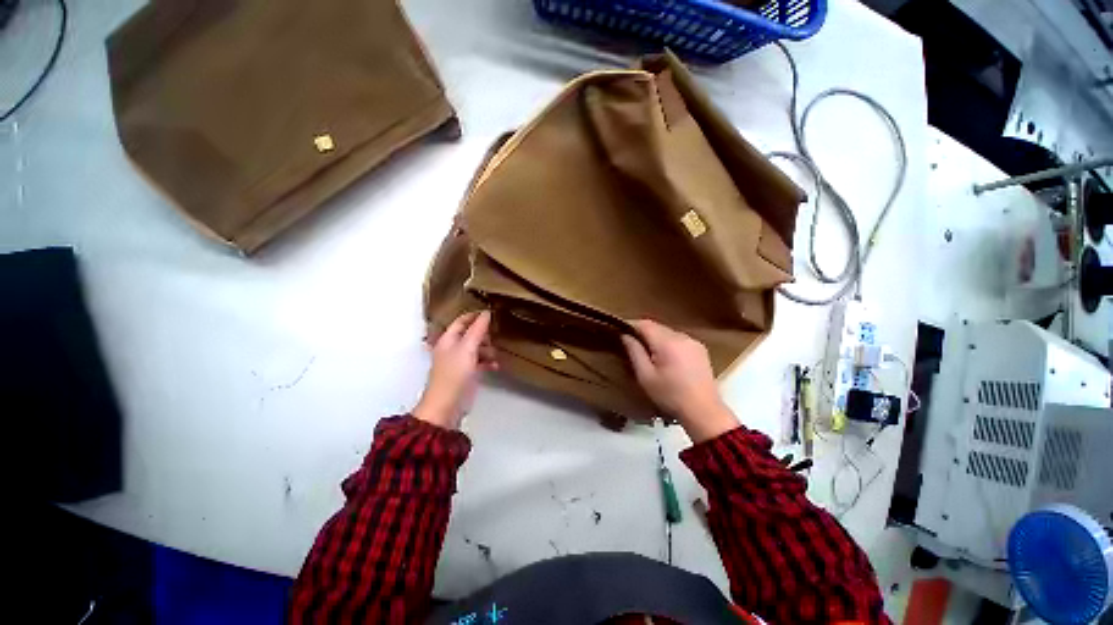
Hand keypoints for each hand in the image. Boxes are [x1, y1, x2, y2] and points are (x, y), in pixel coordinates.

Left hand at [414, 311, 497, 429]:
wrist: (448, 405)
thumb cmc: (454, 375)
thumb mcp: (467, 348)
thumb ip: (478, 330)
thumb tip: (486, 313)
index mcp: (448, 340)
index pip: (461, 321)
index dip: (474, 316)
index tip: (490, 313)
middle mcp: (453, 349)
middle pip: (470, 334)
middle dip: (484, 334)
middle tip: (495, 335)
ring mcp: (460, 362)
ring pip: (477, 348)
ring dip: (487, 349)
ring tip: (495, 353)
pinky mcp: (467, 374)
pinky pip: (480, 362)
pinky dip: (488, 362)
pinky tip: (495, 365)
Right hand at [621, 320, 738, 442]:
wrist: (703, 411)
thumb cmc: (670, 395)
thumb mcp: (645, 376)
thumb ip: (634, 352)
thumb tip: (625, 335)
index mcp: (667, 342)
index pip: (645, 324)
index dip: (631, 325)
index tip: (620, 331)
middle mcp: (681, 336)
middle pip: (657, 327)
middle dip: (643, 332)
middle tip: (632, 344)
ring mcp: (693, 342)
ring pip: (668, 332)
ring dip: (656, 338)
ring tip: (648, 353)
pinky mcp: (700, 349)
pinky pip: (679, 339)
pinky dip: (668, 343)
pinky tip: (666, 358)